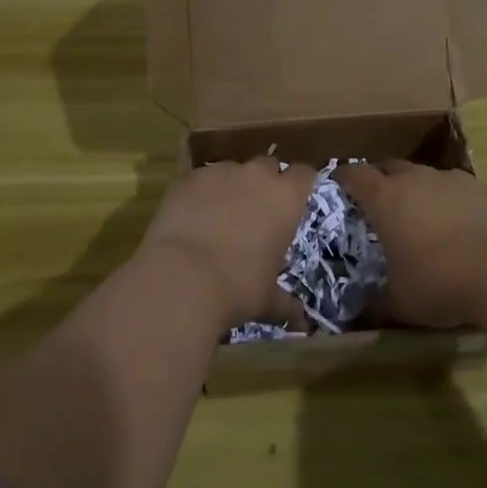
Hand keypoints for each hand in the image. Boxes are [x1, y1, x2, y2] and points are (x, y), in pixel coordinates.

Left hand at [138, 160, 315, 328]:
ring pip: (232, 169)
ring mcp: (220, 173)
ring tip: (221, 213)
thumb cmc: (237, 288)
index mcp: (286, 198)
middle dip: (265, 181)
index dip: (300, 185)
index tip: (294, 199)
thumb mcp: (266, 299)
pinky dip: (202, 192)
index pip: (305, 174)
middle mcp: (257, 176)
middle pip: (268, 165)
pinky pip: (201, 178)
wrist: (181, 278)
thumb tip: (301, 322)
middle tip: (257, 208)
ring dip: (232, 185)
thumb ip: (285, 303)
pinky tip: (192, 215)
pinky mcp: (188, 178)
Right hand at [336, 161, 486, 328]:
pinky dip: (447, 200)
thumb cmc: (438, 282)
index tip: (338, 185)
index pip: (355, 175)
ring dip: (417, 189)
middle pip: (390, 167)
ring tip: (419, 214)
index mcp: (385, 199)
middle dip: (381, 179)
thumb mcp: (399, 302)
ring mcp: (450, 180)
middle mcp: (415, 179)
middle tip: (378, 202)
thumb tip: (363, 308)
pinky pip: (454, 188)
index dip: (344, 178)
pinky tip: (455, 223)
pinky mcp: (481, 189)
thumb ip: (377, 301)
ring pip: (424, 175)